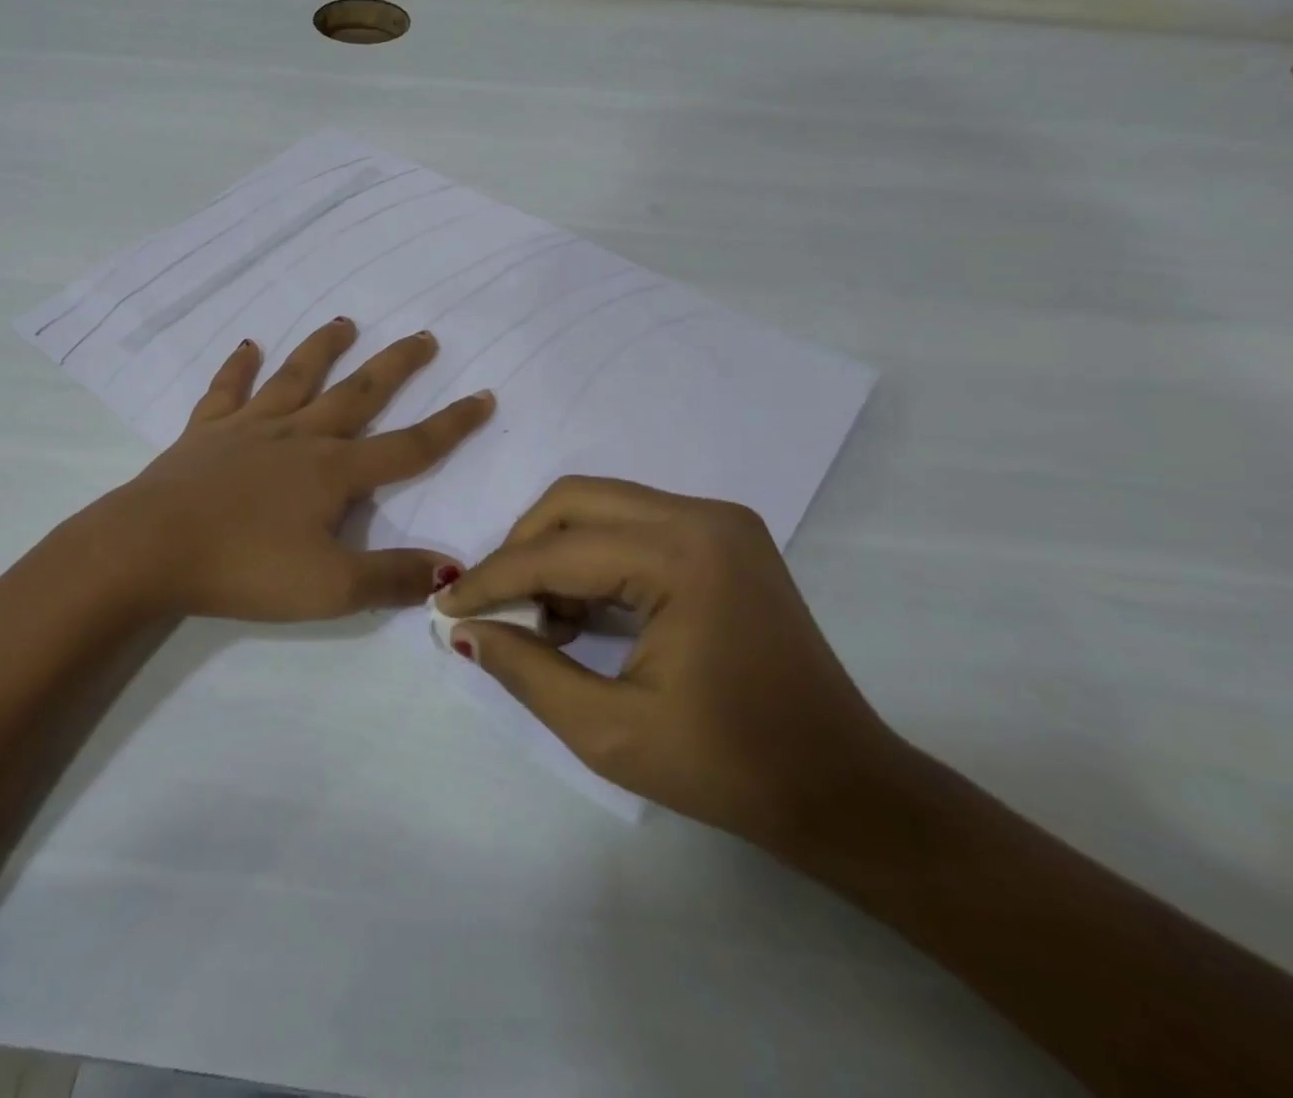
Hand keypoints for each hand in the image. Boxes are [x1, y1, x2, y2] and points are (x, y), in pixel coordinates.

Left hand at [62, 318, 493, 622]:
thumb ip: (392, 578)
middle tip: (423, 337)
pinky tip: (246, 346)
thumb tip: (451, 569)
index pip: (408, 446)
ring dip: (321, 349)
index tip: (483, 395)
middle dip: (395, 367)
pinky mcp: (204, 434)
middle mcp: (297, 437)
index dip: (451, 425)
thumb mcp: (330, 588)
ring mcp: (248, 429)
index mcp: (333, 471)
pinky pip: (226, 391)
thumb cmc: (244, 568)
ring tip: (343, 322)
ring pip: (294, 378)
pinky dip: (237, 368)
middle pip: (357, 394)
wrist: (148, 549)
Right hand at [436, 476, 898, 850]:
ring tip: (545, 623)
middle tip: (498, 609)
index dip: (492, 579)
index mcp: (683, 556)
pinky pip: (631, 524)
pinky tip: (584, 614)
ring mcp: (719, 522)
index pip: (557, 551)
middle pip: (573, 502)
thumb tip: (464, 629)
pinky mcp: (724, 537)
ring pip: (600, 506)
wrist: (845, 790)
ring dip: (556, 553)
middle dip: (521, 550)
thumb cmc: (731, 768)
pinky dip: (593, 558)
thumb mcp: (609, 732)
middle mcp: (702, 517)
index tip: (447, 608)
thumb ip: (525, 670)